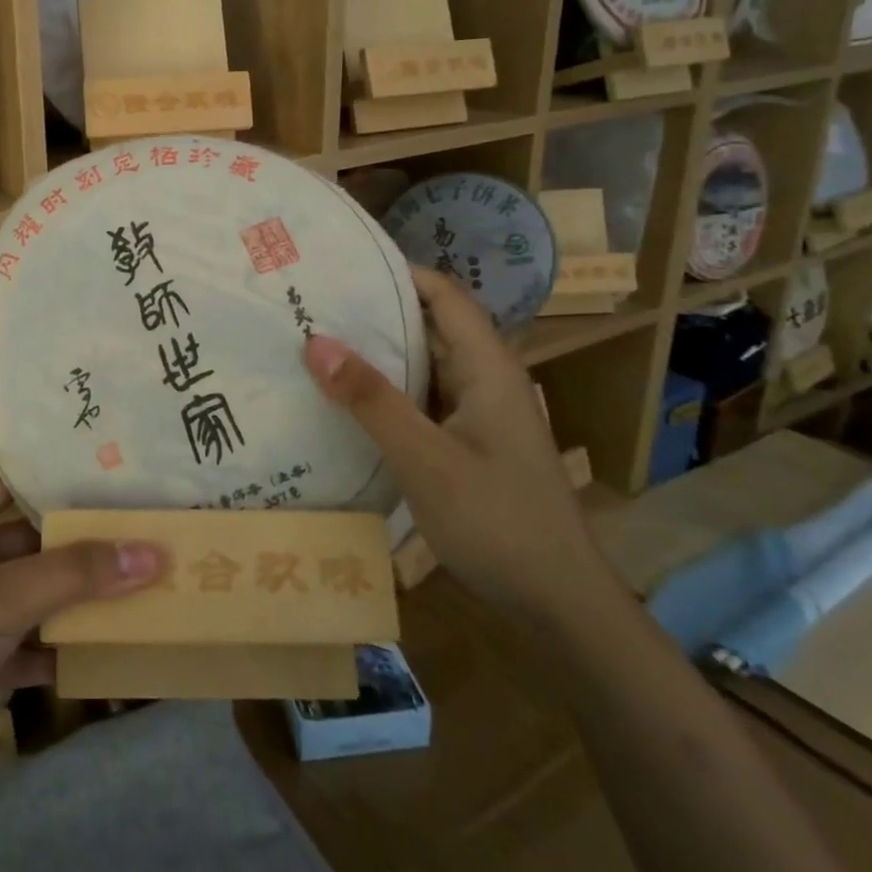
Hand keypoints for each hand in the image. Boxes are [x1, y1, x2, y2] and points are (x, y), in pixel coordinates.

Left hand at [0, 470, 160, 776]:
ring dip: (77, 598)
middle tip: (139, 528)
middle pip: (32, 541)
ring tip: (140, 584)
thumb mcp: (2, 596)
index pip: (7, 480)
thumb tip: (152, 552)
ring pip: (36, 597)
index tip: (102, 466)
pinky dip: (63, 652)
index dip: (46, 470)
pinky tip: (108, 653)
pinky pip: (33, 649)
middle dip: (78, 540)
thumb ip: (74, 575)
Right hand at [303, 265, 613, 621]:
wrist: (559, 606)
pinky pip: (421, 400)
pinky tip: (344, 399)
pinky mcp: (466, 444)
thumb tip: (315, 341)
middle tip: (312, 302)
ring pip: (424, 365)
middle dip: (376, 310)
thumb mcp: (425, 459)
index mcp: (489, 369)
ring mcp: (477, 415)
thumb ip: (371, 400)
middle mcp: (486, 381)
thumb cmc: (498, 522)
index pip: (444, 296)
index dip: (398, 272)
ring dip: (378, 352)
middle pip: (431, 325)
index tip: (341, 265)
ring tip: (316, 341)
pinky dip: (386, 390)